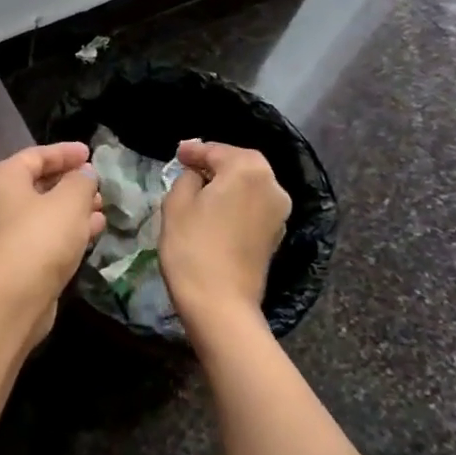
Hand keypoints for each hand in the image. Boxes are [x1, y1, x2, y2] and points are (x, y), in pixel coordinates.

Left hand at [0, 143, 105, 346]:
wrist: (14, 298)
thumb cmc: (41, 237)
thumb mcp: (70, 201)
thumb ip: (81, 181)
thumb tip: (84, 174)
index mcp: (3, 178)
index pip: (36, 155)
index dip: (65, 152)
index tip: (90, 153)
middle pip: (38, 183)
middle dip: (71, 182)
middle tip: (98, 183)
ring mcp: (4, 233)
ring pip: (44, 211)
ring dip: (73, 207)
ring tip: (102, 206)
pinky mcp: (15, 260)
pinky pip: (44, 234)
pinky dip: (67, 229)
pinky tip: (94, 230)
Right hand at [160, 140, 290, 340]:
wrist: (220, 303)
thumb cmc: (193, 247)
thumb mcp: (176, 204)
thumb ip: (186, 177)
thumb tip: (197, 174)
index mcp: (248, 170)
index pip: (217, 151)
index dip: (194, 151)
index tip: (178, 153)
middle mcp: (272, 185)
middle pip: (241, 163)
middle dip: (216, 163)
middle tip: (189, 166)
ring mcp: (279, 212)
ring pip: (251, 185)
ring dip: (229, 182)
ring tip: (202, 188)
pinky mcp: (276, 234)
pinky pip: (254, 205)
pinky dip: (237, 201)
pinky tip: (218, 210)